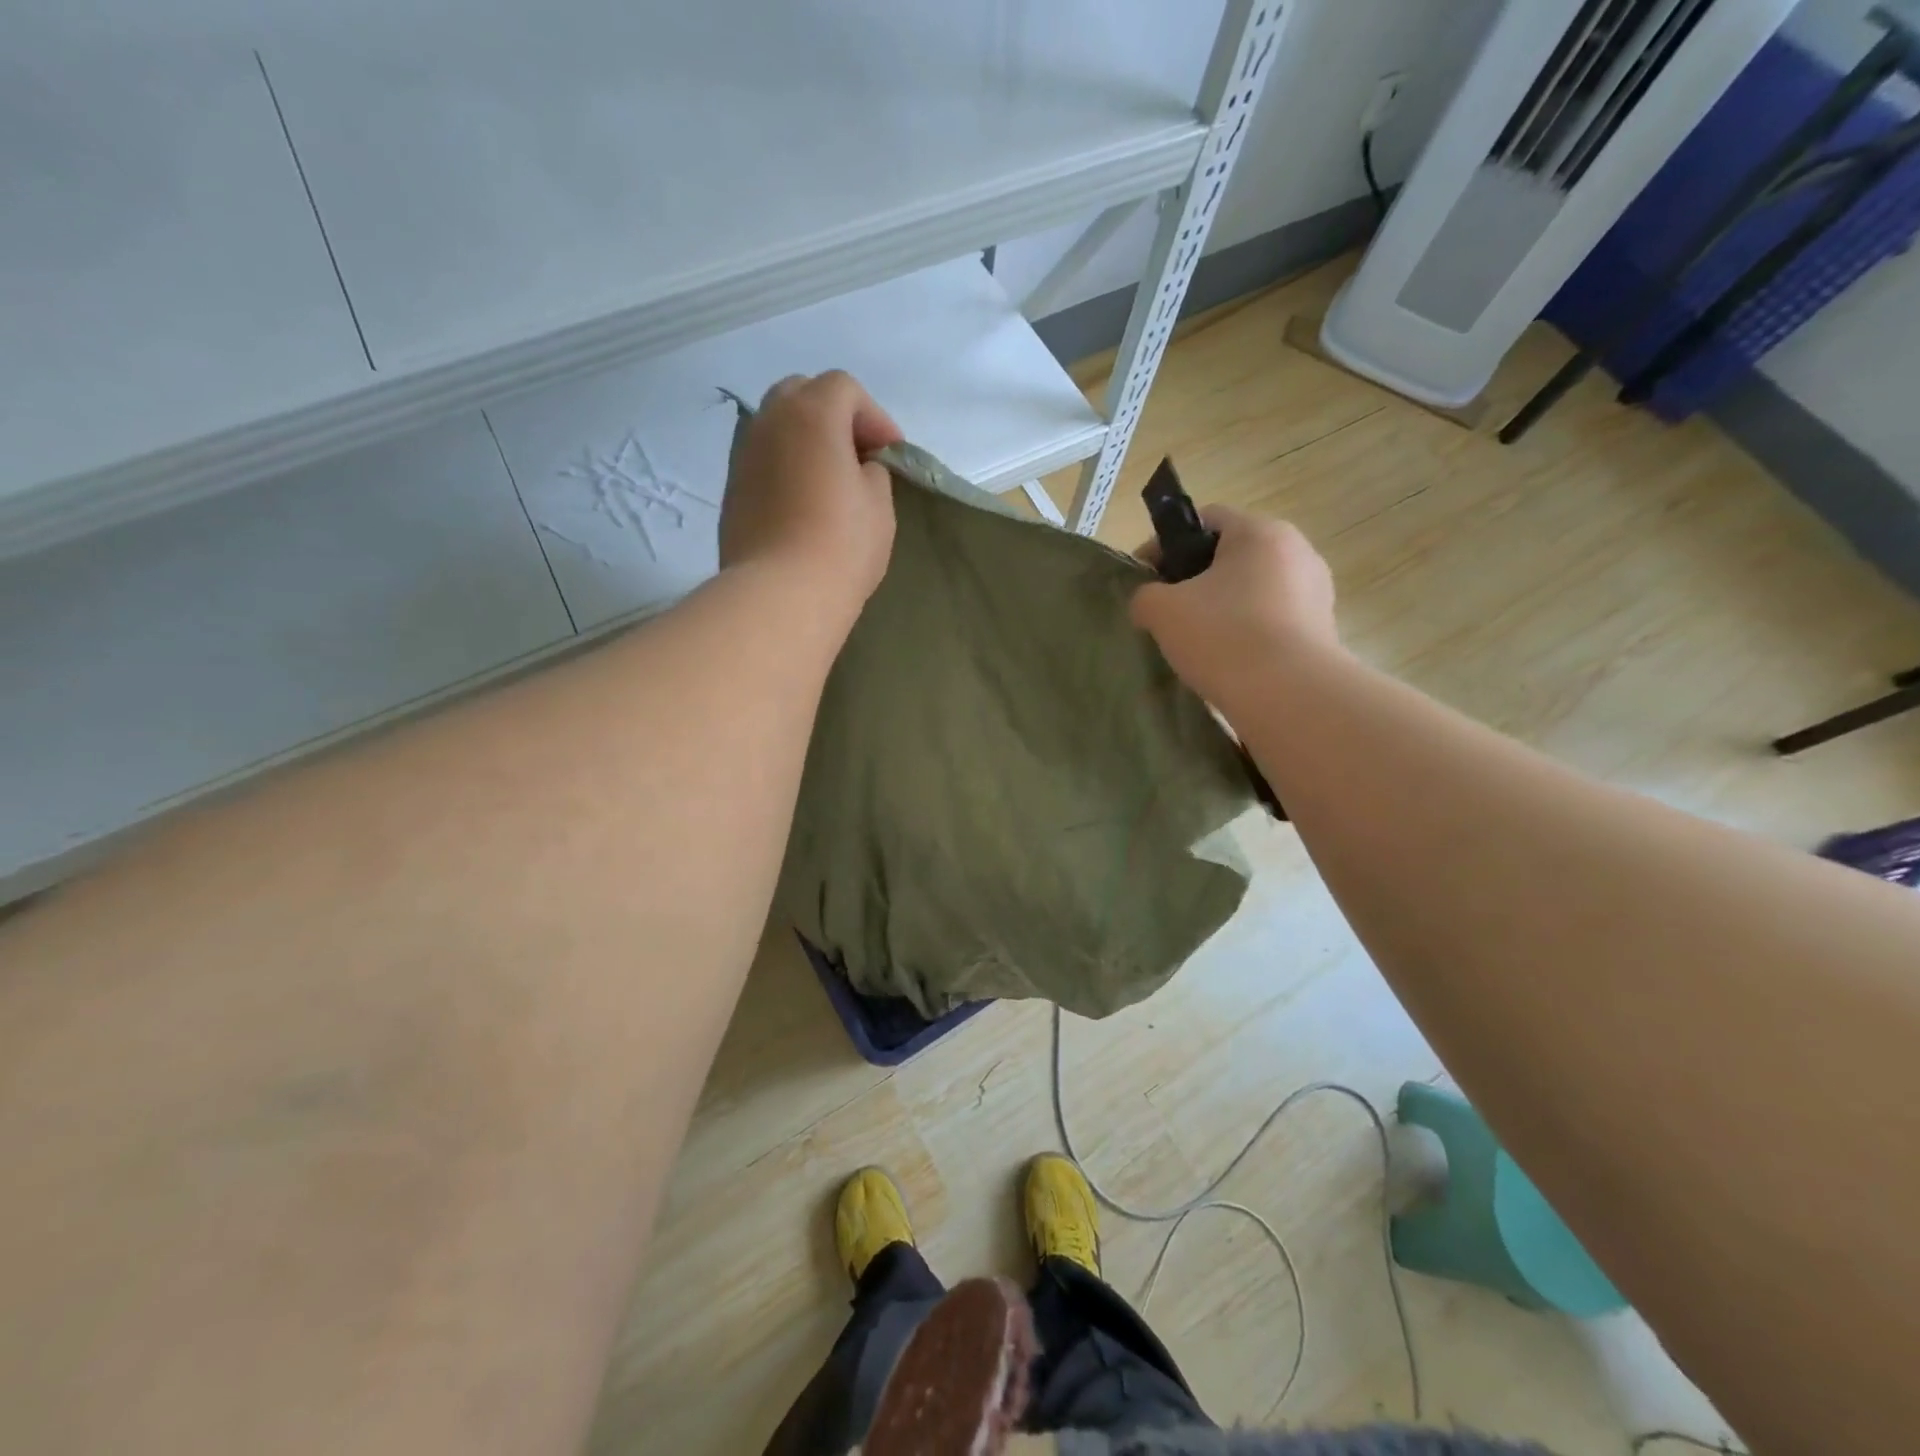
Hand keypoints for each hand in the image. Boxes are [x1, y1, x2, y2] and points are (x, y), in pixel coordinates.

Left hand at [720, 371, 900, 618]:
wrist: (780, 595)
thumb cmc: (841, 545)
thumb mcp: (879, 504)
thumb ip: (872, 471)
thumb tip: (855, 467)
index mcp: (811, 414)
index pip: (844, 389)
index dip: (874, 416)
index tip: (892, 454)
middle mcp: (769, 422)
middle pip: (802, 394)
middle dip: (834, 416)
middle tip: (857, 455)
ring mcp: (744, 455)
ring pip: (777, 426)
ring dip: (806, 440)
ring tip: (829, 479)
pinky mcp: (732, 490)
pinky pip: (764, 460)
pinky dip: (786, 466)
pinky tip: (802, 502)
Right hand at [1130, 505, 1339, 707]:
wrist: (1288, 695)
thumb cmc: (1223, 636)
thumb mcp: (1162, 611)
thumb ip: (1145, 595)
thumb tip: (1149, 601)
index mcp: (1259, 532)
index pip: (1206, 519)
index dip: (1167, 544)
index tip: (1145, 577)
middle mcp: (1297, 550)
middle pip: (1233, 555)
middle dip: (1196, 578)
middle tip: (1169, 611)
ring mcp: (1316, 590)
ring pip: (1254, 589)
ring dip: (1224, 606)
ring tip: (1198, 641)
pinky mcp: (1323, 628)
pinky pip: (1274, 619)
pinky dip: (1249, 631)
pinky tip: (1229, 659)